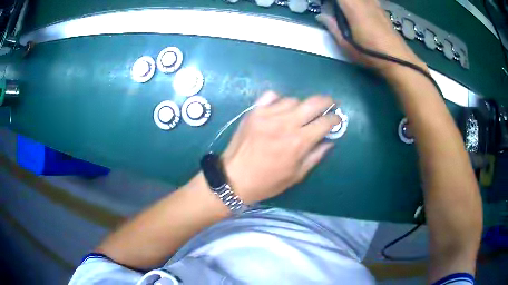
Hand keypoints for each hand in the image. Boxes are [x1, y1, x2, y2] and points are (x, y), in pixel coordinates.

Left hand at [222, 91, 339, 203]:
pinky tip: (280, 108)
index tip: (337, 119)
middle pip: (313, 103)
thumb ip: (315, 156)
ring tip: (300, 113)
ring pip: (293, 99)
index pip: (325, 122)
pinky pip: (271, 97)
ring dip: (301, 105)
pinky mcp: (254, 112)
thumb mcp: (296, 176)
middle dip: (326, 101)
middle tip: (330, 103)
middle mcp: (286, 124)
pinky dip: (279, 100)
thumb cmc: (267, 182)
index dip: (335, 119)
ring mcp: (268, 115)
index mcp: (299, 142)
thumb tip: (329, 142)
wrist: (233, 178)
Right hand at [316, 0, 426, 74]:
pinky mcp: (382, 9)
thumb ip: (332, 27)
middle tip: (335, 9)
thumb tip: (321, 16)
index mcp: (352, 7)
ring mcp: (375, 4)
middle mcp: (364, 1)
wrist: (399, 60)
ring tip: (347, 10)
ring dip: (352, 2)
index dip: (331, 1)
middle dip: (341, 2)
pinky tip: (361, 9)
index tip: (326, 6)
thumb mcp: (347, 45)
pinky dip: (361, 3)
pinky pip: (370, 0)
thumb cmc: (370, 54)